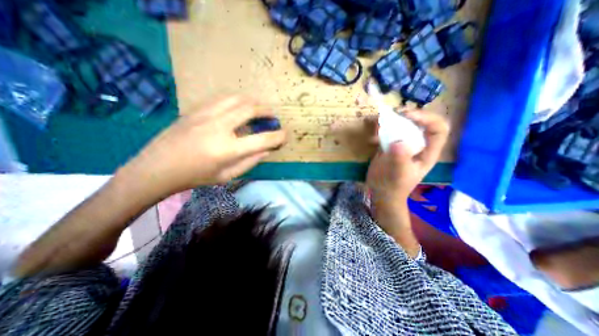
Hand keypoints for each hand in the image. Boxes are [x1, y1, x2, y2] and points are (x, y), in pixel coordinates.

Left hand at [120, 96, 284, 197]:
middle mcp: (219, 127)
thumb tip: (267, 150)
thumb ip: (250, 161)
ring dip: (253, 103)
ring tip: (259, 109)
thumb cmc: (195, 177)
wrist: (156, 168)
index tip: (285, 135)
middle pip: (250, 109)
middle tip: (273, 117)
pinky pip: (222, 99)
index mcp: (228, 150)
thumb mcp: (227, 176)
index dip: (279, 137)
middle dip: (267, 112)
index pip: (263, 139)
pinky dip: (237, 101)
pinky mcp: (196, 110)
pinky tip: (239, 107)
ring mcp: (205, 115)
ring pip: (237, 99)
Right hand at [365, 110, 449, 203]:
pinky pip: (388, 133)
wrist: (380, 192)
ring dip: (392, 121)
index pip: (438, 128)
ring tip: (381, 121)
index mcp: (427, 152)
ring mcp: (403, 145)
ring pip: (403, 126)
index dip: (427, 118)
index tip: (407, 116)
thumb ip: (400, 159)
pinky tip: (373, 136)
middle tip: (394, 114)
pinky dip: (381, 130)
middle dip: (409, 115)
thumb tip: (398, 142)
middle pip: (421, 122)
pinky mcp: (389, 146)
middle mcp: (417, 145)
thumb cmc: (393, 186)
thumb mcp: (398, 174)